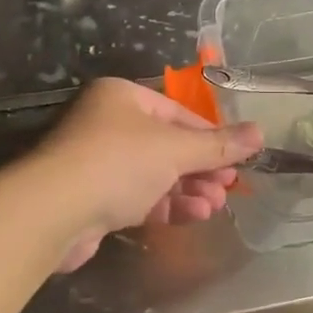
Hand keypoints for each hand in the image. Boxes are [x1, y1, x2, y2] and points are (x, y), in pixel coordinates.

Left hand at [33, 78, 262, 270]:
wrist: (53, 212)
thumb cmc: (117, 162)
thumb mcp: (174, 149)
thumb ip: (218, 145)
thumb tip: (260, 133)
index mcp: (122, 97)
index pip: (178, 113)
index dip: (211, 136)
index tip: (238, 158)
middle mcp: (107, 123)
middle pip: (167, 144)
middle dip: (201, 168)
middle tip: (230, 187)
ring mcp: (98, 162)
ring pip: (154, 173)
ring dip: (188, 189)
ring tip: (215, 206)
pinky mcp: (93, 198)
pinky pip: (138, 196)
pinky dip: (166, 204)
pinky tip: (193, 215)